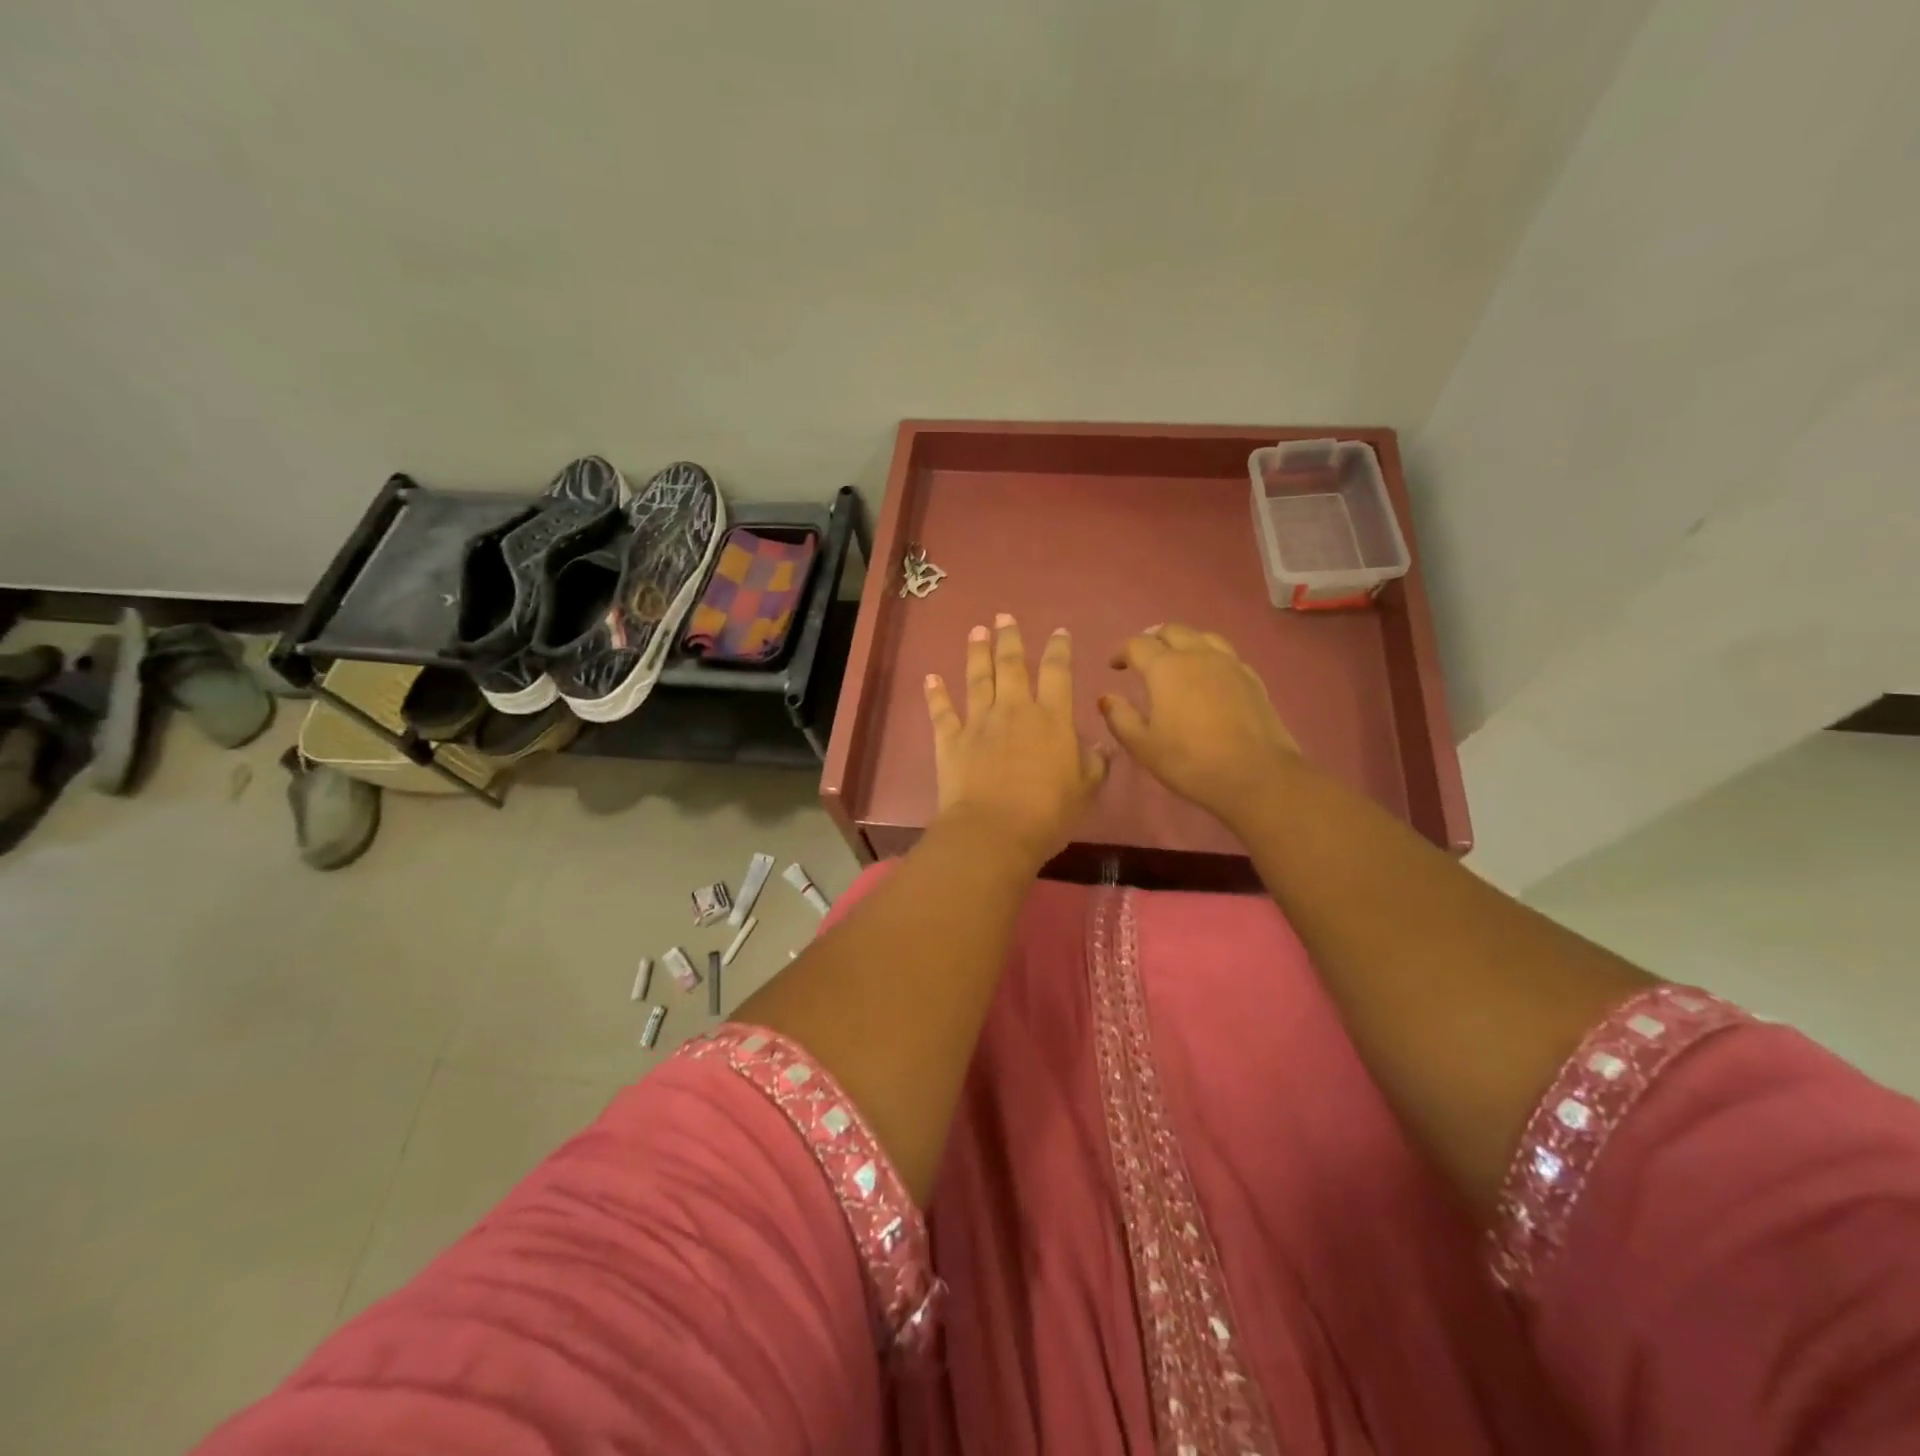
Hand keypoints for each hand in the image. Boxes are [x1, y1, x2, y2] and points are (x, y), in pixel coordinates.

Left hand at [924, 615, 1108, 869]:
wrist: (994, 831)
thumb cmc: (1047, 814)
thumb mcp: (1085, 791)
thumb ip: (1094, 764)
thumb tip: (1103, 746)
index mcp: (1052, 719)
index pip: (1058, 672)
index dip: (1059, 649)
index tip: (1059, 632)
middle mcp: (1014, 710)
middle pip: (1012, 664)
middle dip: (1009, 638)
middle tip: (1004, 617)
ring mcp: (979, 722)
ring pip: (977, 678)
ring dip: (976, 652)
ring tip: (976, 631)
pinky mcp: (950, 739)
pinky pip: (941, 711)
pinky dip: (935, 694)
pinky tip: (930, 678)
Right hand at [1099, 624, 1301, 827]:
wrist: (1256, 776)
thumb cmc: (1190, 762)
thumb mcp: (1143, 746)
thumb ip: (1120, 718)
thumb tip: (1106, 698)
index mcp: (1166, 668)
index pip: (1138, 645)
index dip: (1121, 653)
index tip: (1114, 666)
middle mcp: (1198, 655)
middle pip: (1172, 631)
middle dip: (1153, 640)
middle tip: (1143, 658)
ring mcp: (1230, 664)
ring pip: (1203, 637)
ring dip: (1184, 642)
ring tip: (1177, 659)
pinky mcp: (1252, 678)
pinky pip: (1226, 655)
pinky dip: (1209, 657)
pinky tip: (1209, 676)